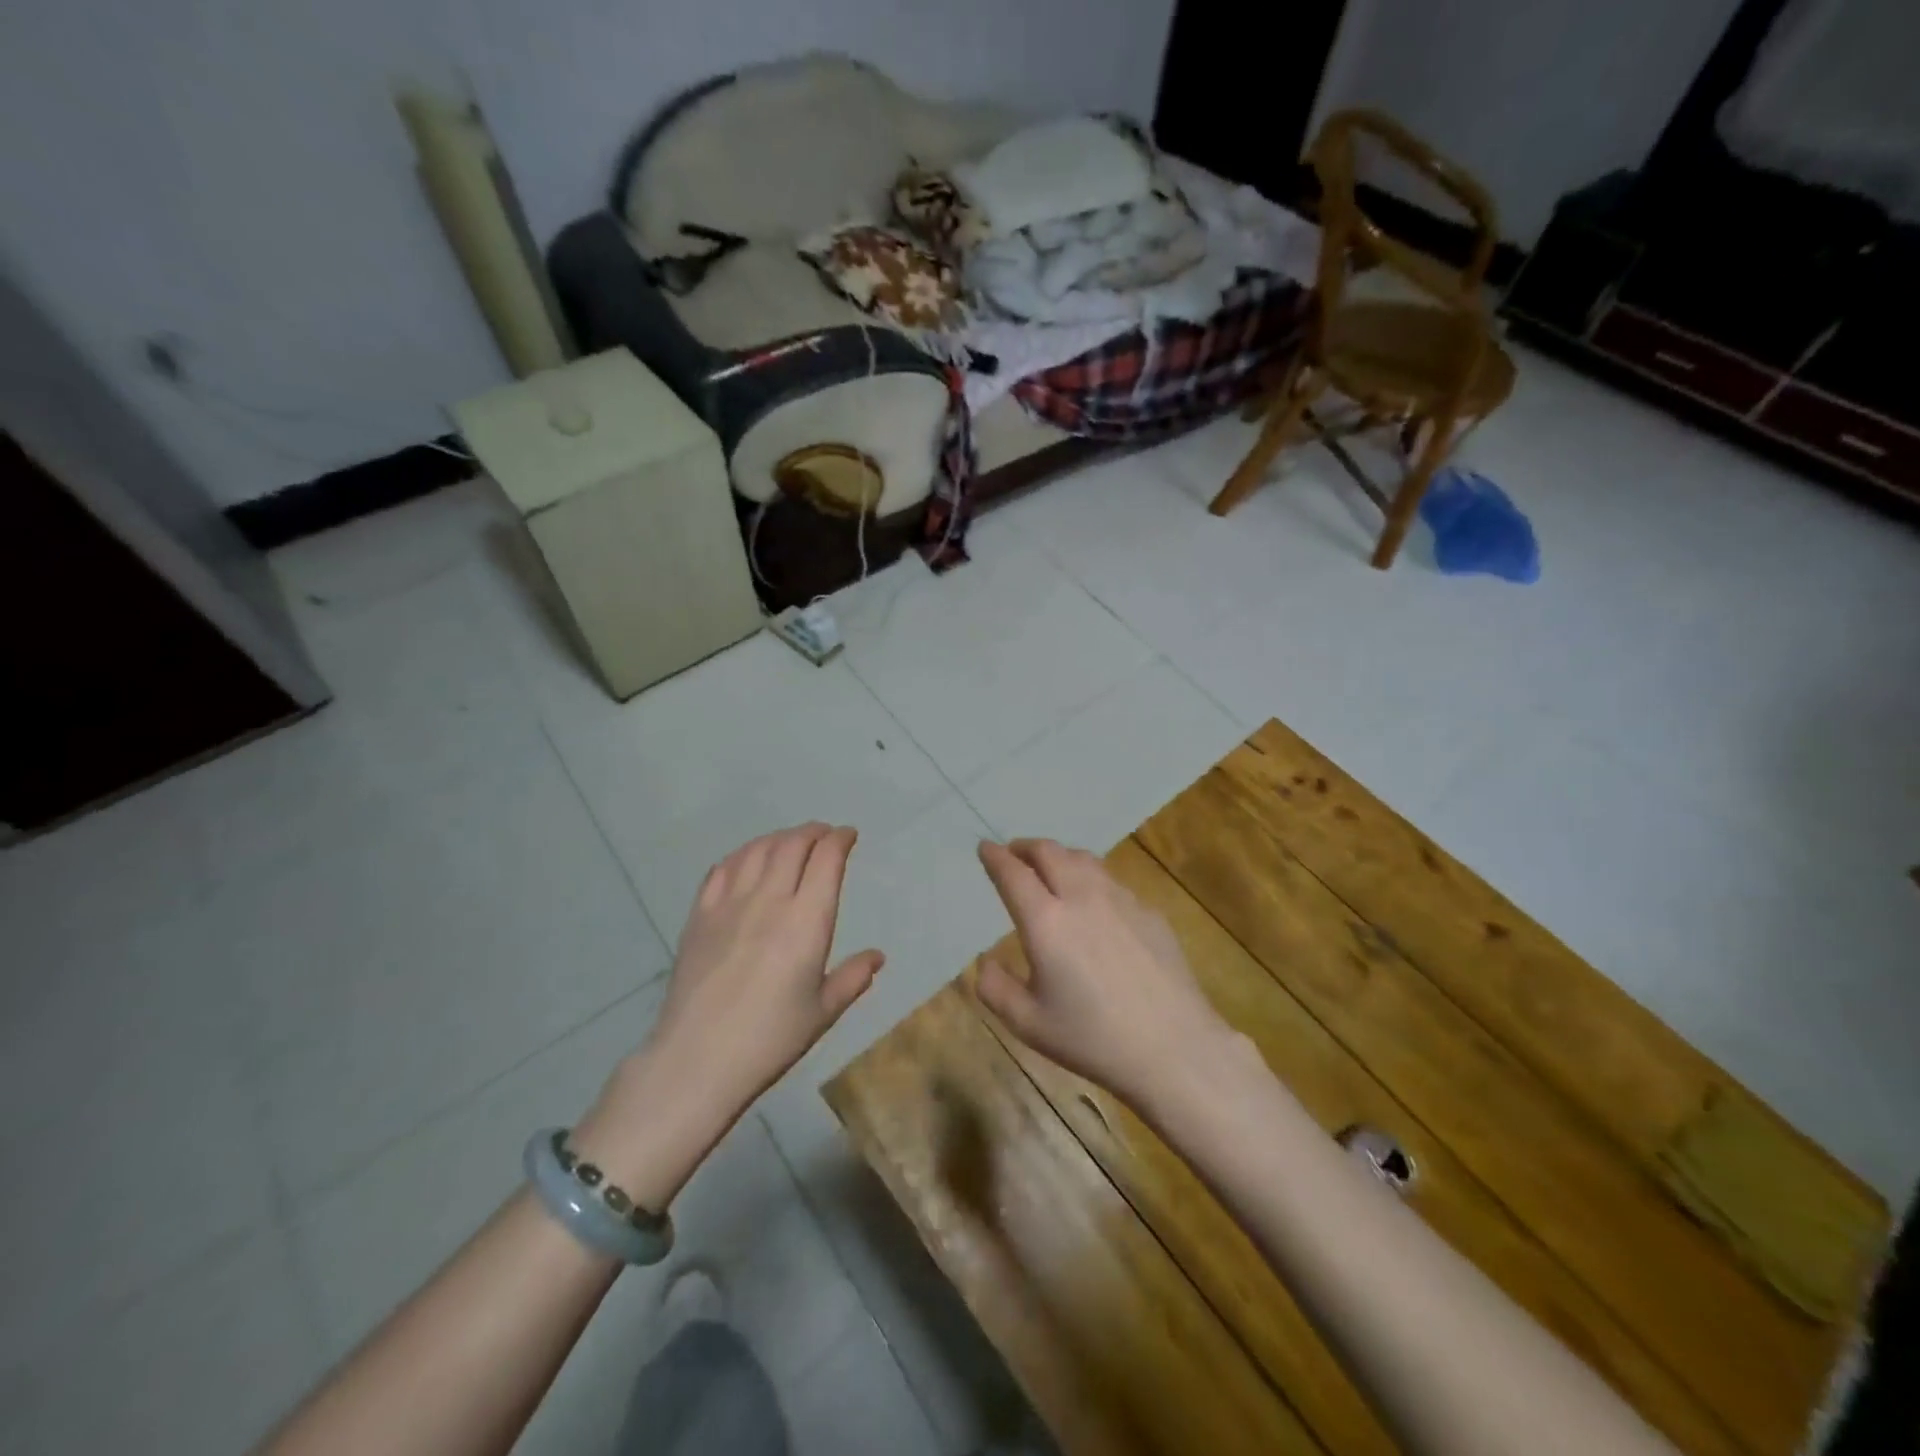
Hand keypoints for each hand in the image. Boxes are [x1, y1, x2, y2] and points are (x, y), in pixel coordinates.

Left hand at [574, 824, 881, 1206]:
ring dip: (780, 837)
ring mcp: (730, 904)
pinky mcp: (700, 915)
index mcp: (806, 921)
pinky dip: (743, 854)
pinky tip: (748, 860)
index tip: (849, 836)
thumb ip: (852, 978)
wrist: (697, 1059)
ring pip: (758, 850)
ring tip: (791, 842)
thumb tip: (877, 957)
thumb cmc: (770, 1039)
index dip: (840, 839)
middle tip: (825, 836)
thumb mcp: (822, 1012)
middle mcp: (769, 900)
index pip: (826, 859)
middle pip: (793, 845)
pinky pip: (722, 869)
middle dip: (813, 832)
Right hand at [974, 839, 1234, 1108]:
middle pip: (1049, 852)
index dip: (995, 857)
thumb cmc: (1092, 1038)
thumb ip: (996, 989)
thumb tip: (985, 962)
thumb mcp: (1028, 1024)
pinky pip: (1112, 882)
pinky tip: (1095, 903)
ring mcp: (1120, 900)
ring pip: (1083, 860)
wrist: (1172, 1047)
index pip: (1013, 873)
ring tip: (1052, 868)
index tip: (985, 848)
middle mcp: (1081, 898)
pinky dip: (1091, 879)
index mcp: (1046, 921)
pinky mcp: (1149, 912)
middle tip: (1015, 854)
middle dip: (1026, 847)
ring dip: (1059, 856)